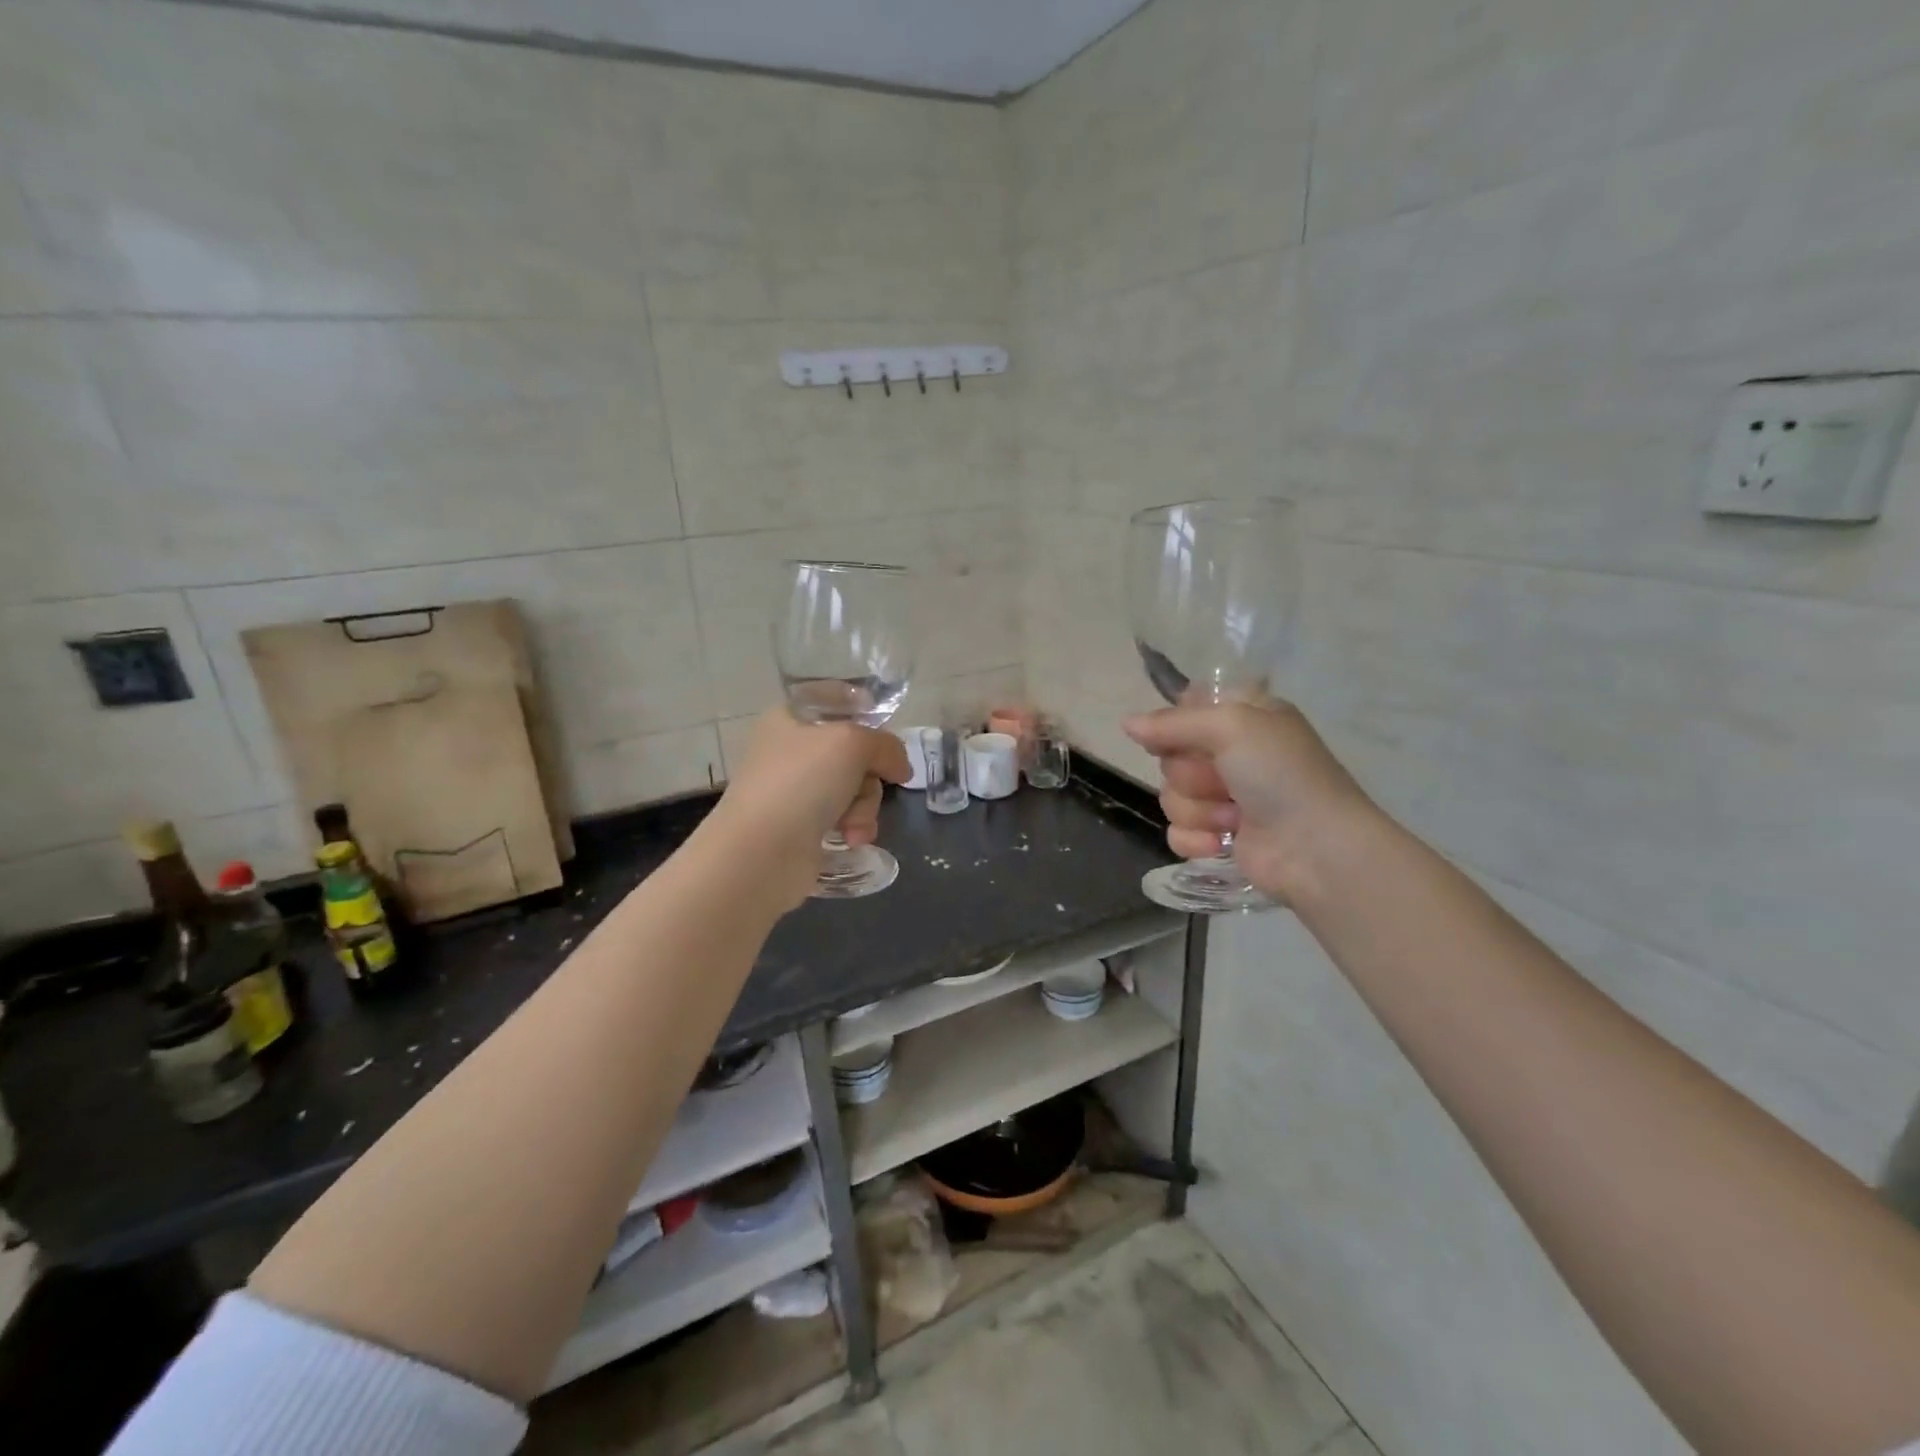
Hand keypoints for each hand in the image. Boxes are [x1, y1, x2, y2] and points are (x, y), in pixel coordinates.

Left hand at [703, 710, 911, 908]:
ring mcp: (795, 790)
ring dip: (864, 806)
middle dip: (870, 774)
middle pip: (854, 750)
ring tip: (853, 825)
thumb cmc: (801, 782)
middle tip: (865, 785)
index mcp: (789, 718)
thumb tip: (900, 768)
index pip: (833, 699)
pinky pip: (845, 818)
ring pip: (854, 787)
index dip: (863, 710)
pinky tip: (850, 839)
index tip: (884, 730)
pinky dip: (854, 827)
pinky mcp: (802, 827)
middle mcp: (790, 751)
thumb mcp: (853, 743)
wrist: (761, 853)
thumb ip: (886, 746)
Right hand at [1122, 695, 1380, 903]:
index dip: (1176, 723)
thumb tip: (1126, 724)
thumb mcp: (1231, 726)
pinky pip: (1176, 831)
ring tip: (1234, 818)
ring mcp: (1224, 798)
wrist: (1315, 848)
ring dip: (1198, 810)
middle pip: (1171, 756)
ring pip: (1170, 796)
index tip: (1179, 736)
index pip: (1187, 707)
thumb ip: (1172, 722)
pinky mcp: (1217, 837)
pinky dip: (1197, 839)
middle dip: (1191, 774)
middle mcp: (1233, 754)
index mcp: (1244, 718)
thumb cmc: (1281, 775)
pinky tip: (1222, 843)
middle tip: (1224, 781)